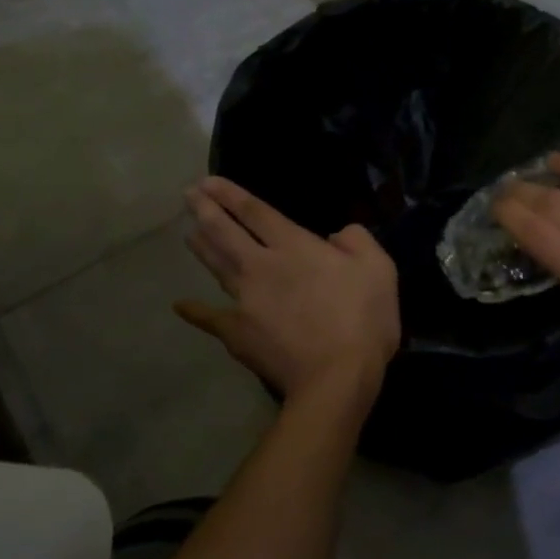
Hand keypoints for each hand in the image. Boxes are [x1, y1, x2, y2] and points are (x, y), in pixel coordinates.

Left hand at [176, 177, 400, 425]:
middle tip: (189, 194)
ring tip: (188, 232)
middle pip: (225, 232)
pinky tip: (181, 305)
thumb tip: (338, 235)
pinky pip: (210, 317)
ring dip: (201, 246)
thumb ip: (357, 241)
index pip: (255, 212)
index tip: (209, 181)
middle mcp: (261, 265)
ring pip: (216, 266)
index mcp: (295, 246)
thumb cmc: (362, 318)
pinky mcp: (236, 333)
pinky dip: (194, 311)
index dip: (231, 194)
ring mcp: (244, 300)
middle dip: (205, 210)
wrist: (336, 377)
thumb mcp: (378, 268)